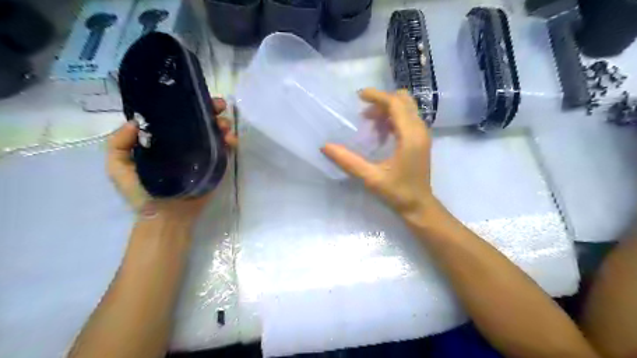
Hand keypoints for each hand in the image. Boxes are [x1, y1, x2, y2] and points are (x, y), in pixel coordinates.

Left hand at [105, 96, 236, 222]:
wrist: (167, 216)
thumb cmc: (141, 193)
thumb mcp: (118, 167)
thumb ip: (118, 144)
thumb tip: (136, 122)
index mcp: (162, 141)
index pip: (175, 117)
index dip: (185, 105)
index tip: (194, 96)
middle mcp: (183, 144)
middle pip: (199, 121)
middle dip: (210, 110)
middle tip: (219, 105)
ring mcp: (200, 154)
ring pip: (214, 133)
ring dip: (222, 124)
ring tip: (225, 124)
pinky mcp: (214, 165)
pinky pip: (224, 150)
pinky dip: (230, 141)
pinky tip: (231, 139)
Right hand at [325, 88, 438, 218]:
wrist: (419, 206)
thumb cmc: (397, 192)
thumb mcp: (370, 177)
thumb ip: (348, 161)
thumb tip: (325, 146)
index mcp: (410, 136)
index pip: (395, 104)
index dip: (377, 96)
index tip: (359, 96)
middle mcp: (420, 130)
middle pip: (404, 101)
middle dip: (383, 101)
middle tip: (364, 113)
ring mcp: (422, 135)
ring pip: (406, 109)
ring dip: (387, 110)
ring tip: (369, 123)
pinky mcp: (421, 140)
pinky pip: (407, 119)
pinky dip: (393, 119)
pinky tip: (380, 133)